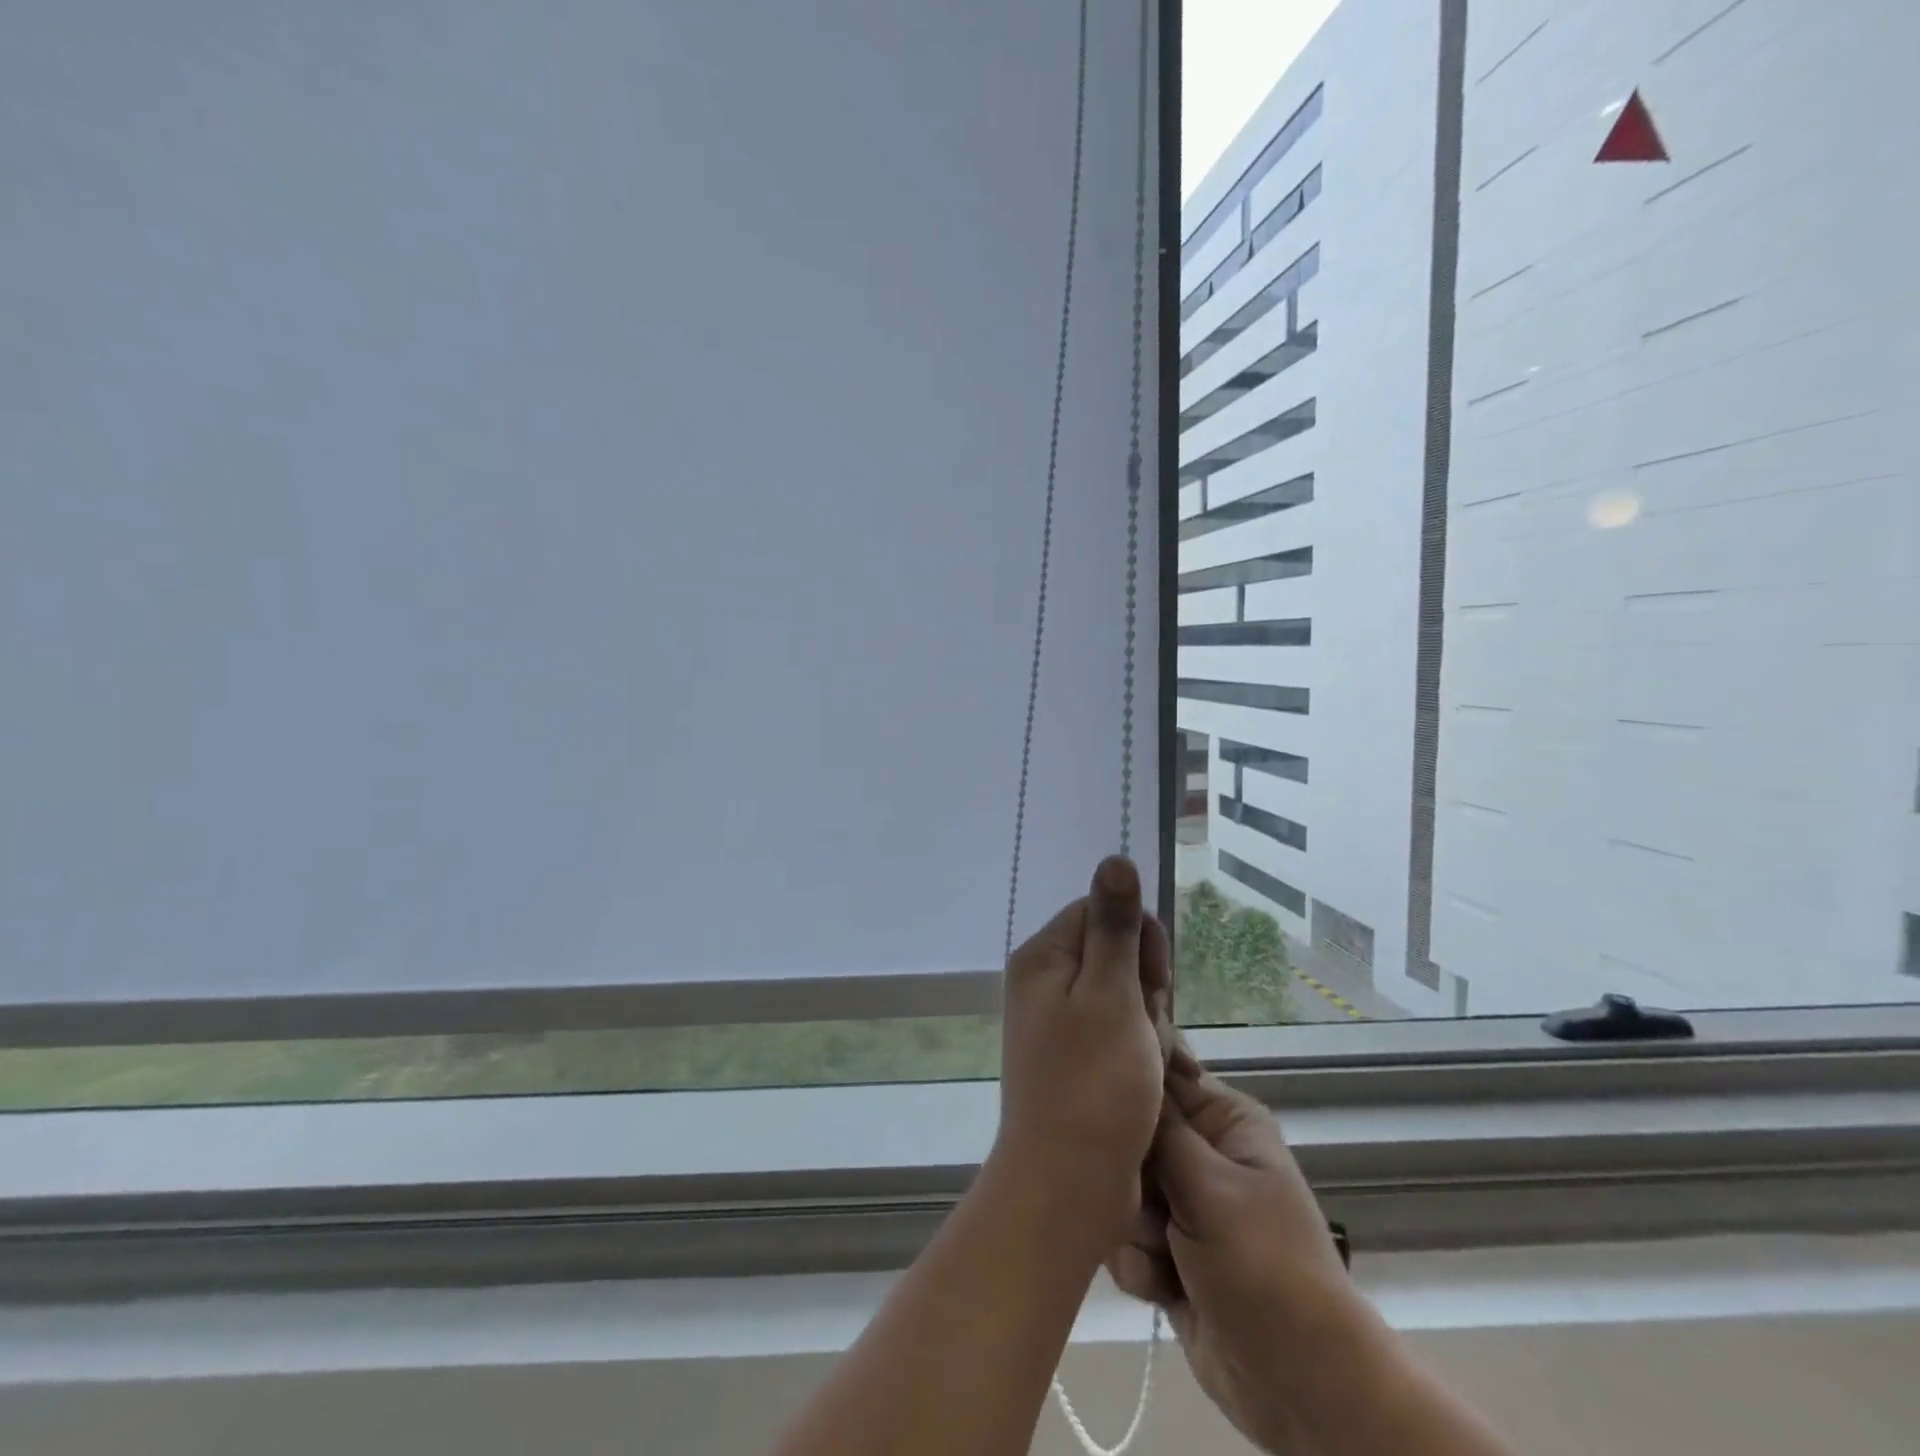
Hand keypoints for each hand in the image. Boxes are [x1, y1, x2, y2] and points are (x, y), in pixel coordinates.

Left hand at [992, 856, 1171, 1239]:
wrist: (1067, 1185)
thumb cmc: (1093, 1085)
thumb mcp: (1111, 995)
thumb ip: (1115, 926)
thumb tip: (1115, 857)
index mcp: (1043, 957)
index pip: (1101, 912)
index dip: (1138, 942)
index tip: (1151, 984)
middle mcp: (1042, 981)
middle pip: (1111, 952)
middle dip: (1143, 985)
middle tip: (1147, 1029)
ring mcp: (1055, 1021)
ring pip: (1121, 994)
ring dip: (1146, 1021)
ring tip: (1147, 1061)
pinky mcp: (1072, 1056)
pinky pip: (1115, 1030)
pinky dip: (1137, 1048)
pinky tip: (1144, 1078)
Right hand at [1107, 1040, 1381, 1454]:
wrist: (1304, 1389)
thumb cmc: (1266, 1268)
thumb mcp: (1212, 1188)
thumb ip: (1160, 1130)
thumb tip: (1129, 1064)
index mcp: (1223, 1121)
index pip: (1160, 1074)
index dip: (1126, 1085)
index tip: (1100, 1108)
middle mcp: (1201, 1153)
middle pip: (1130, 1135)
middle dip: (1127, 1175)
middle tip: (1143, 1203)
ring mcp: (1183, 1205)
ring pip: (1120, 1190)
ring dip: (1132, 1227)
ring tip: (1163, 1256)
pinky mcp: (1167, 1254)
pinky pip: (1123, 1239)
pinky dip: (1137, 1265)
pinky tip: (1161, 1289)